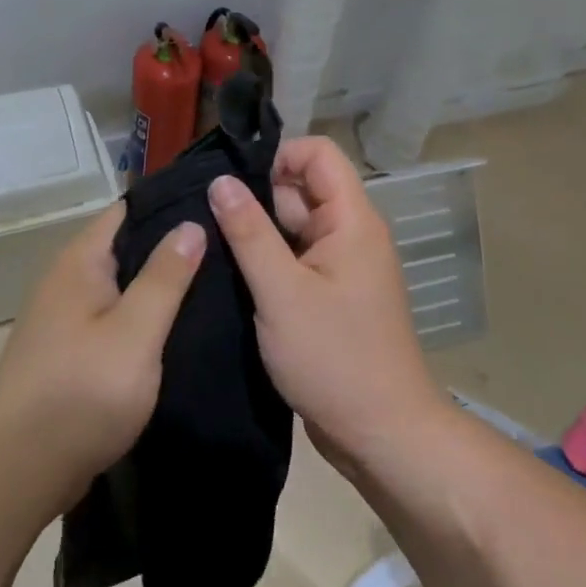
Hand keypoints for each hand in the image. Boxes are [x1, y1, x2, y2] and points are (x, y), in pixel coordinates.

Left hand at [0, 202, 204, 500]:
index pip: (127, 211)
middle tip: (225, 250)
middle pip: (124, 247)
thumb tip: (190, 224)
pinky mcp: (66, 350)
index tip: (215, 209)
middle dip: (168, 248)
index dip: (169, 207)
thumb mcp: (136, 332)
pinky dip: (139, 317)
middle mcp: (66, 280)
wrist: (21, 468)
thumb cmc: (83, 392)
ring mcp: (62, 317)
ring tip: (211, 286)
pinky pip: (110, 318)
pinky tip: (173, 330)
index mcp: (79, 262)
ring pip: (119, 286)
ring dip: (156, 286)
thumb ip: (165, 277)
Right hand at [209, 137, 445, 467]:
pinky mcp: (329, 296)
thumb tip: (221, 181)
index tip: (234, 185)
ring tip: (208, 248)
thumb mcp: (281, 293)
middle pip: (301, 190)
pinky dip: (266, 264)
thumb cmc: (334, 358)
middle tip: (205, 221)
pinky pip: (294, 261)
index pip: (318, 154)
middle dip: (256, 198)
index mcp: (352, 221)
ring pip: (292, 228)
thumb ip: (249, 233)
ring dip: (256, 235)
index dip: (277, 157)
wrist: (380, 432)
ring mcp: (340, 267)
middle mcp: (350, 235)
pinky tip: (229, 276)